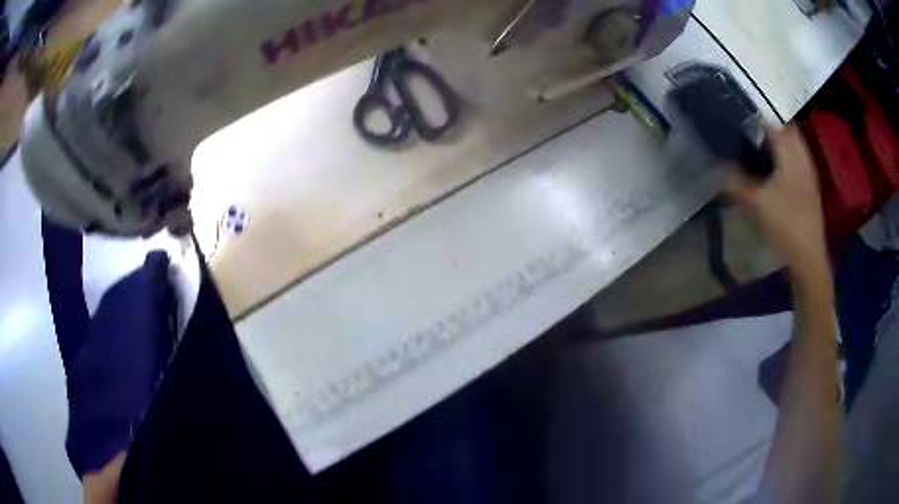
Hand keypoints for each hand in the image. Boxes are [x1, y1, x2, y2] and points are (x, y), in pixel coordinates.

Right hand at [725, 126, 829, 288]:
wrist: (808, 256)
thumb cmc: (785, 224)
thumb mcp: (757, 202)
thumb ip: (738, 182)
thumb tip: (718, 167)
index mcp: (790, 154)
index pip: (773, 124)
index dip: (757, 121)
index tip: (741, 123)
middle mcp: (802, 157)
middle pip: (788, 131)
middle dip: (772, 129)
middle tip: (753, 136)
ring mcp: (809, 173)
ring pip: (796, 146)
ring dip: (782, 144)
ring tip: (764, 150)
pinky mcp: (811, 188)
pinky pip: (800, 161)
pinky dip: (789, 158)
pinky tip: (779, 171)